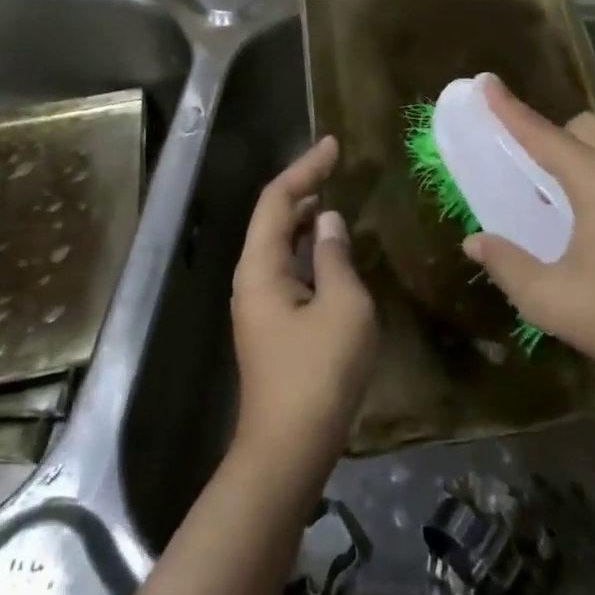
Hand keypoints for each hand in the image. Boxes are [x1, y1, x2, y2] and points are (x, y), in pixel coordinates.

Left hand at [230, 136, 377, 487]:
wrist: (289, 449)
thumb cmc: (318, 373)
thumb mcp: (342, 306)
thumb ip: (336, 257)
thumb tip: (330, 222)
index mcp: (261, 267)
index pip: (278, 199)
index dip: (305, 167)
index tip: (334, 145)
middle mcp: (252, 279)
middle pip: (274, 218)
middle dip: (303, 187)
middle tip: (336, 166)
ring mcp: (259, 305)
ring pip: (280, 245)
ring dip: (306, 219)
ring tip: (336, 198)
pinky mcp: (272, 326)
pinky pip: (288, 269)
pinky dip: (309, 249)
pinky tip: (331, 252)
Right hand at [462, 79, 594, 394]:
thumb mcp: (549, 299)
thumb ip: (506, 264)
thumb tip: (474, 242)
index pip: (542, 134)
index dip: (510, 109)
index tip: (486, 82)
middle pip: (584, 125)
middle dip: (550, 132)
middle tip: (525, 166)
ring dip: (583, 143)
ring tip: (561, 179)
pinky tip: (593, 203)